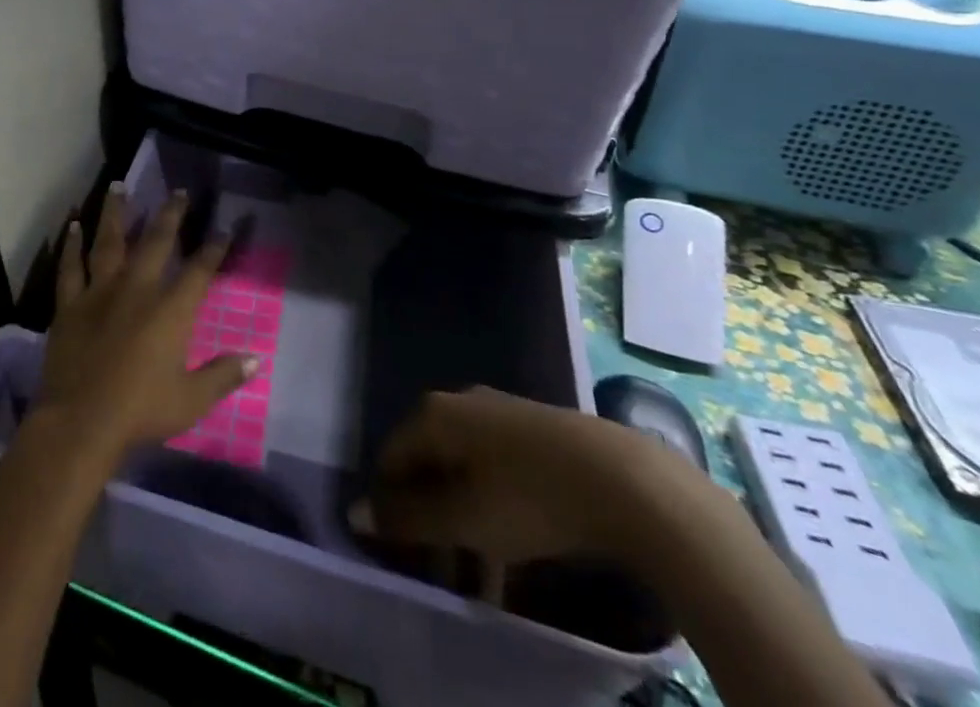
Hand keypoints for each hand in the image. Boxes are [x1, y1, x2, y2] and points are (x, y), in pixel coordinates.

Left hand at [37, 184, 256, 468]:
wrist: (81, 421)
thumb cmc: (141, 411)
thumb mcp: (191, 400)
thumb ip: (222, 375)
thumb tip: (255, 358)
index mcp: (169, 310)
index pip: (199, 270)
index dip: (214, 248)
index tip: (223, 227)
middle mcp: (136, 289)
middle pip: (155, 242)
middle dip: (170, 215)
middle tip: (178, 191)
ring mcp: (99, 292)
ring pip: (108, 242)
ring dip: (115, 212)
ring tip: (118, 185)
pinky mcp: (70, 304)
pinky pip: (70, 267)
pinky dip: (71, 246)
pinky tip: (72, 226)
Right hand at [355, 387, 679, 599]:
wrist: (626, 482)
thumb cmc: (530, 498)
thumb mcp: (465, 519)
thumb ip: (408, 518)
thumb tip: (353, 512)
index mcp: (433, 414)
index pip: (391, 457)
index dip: (391, 507)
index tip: (404, 554)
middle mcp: (459, 403)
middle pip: (428, 464)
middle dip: (431, 520)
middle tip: (444, 571)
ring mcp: (499, 413)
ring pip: (465, 471)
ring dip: (464, 521)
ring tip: (483, 576)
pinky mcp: (536, 432)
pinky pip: (497, 471)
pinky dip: (494, 509)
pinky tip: (515, 550)